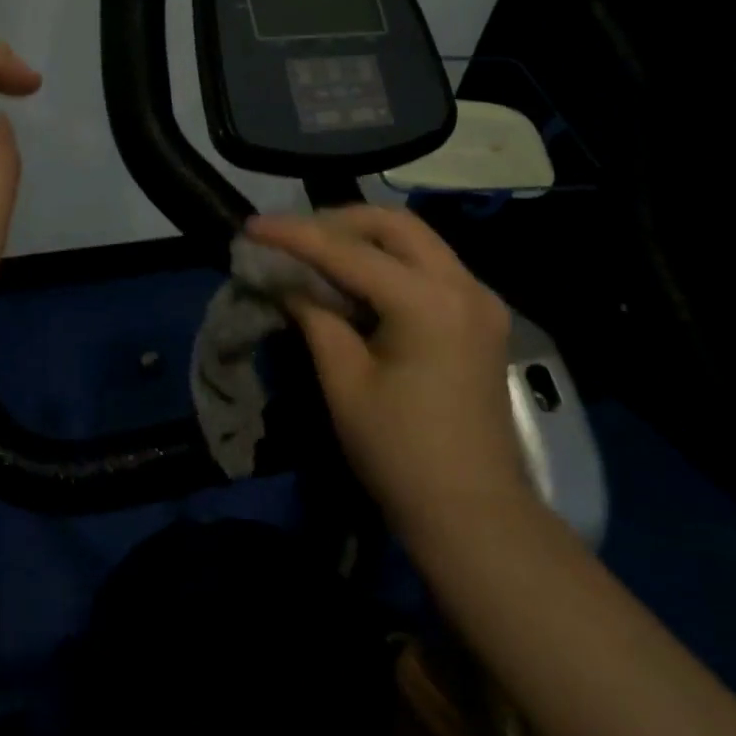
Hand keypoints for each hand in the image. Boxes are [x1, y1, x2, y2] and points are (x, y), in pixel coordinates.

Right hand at [247, 206, 533, 547]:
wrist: (473, 514)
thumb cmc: (400, 454)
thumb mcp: (345, 383)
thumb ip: (315, 318)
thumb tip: (287, 281)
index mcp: (428, 302)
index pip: (349, 251)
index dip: (295, 235)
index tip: (253, 226)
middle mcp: (464, 285)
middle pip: (395, 225)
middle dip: (338, 221)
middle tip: (292, 236)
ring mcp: (480, 300)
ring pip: (417, 241)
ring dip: (365, 238)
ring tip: (317, 252)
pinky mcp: (482, 319)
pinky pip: (430, 268)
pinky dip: (390, 262)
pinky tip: (357, 279)